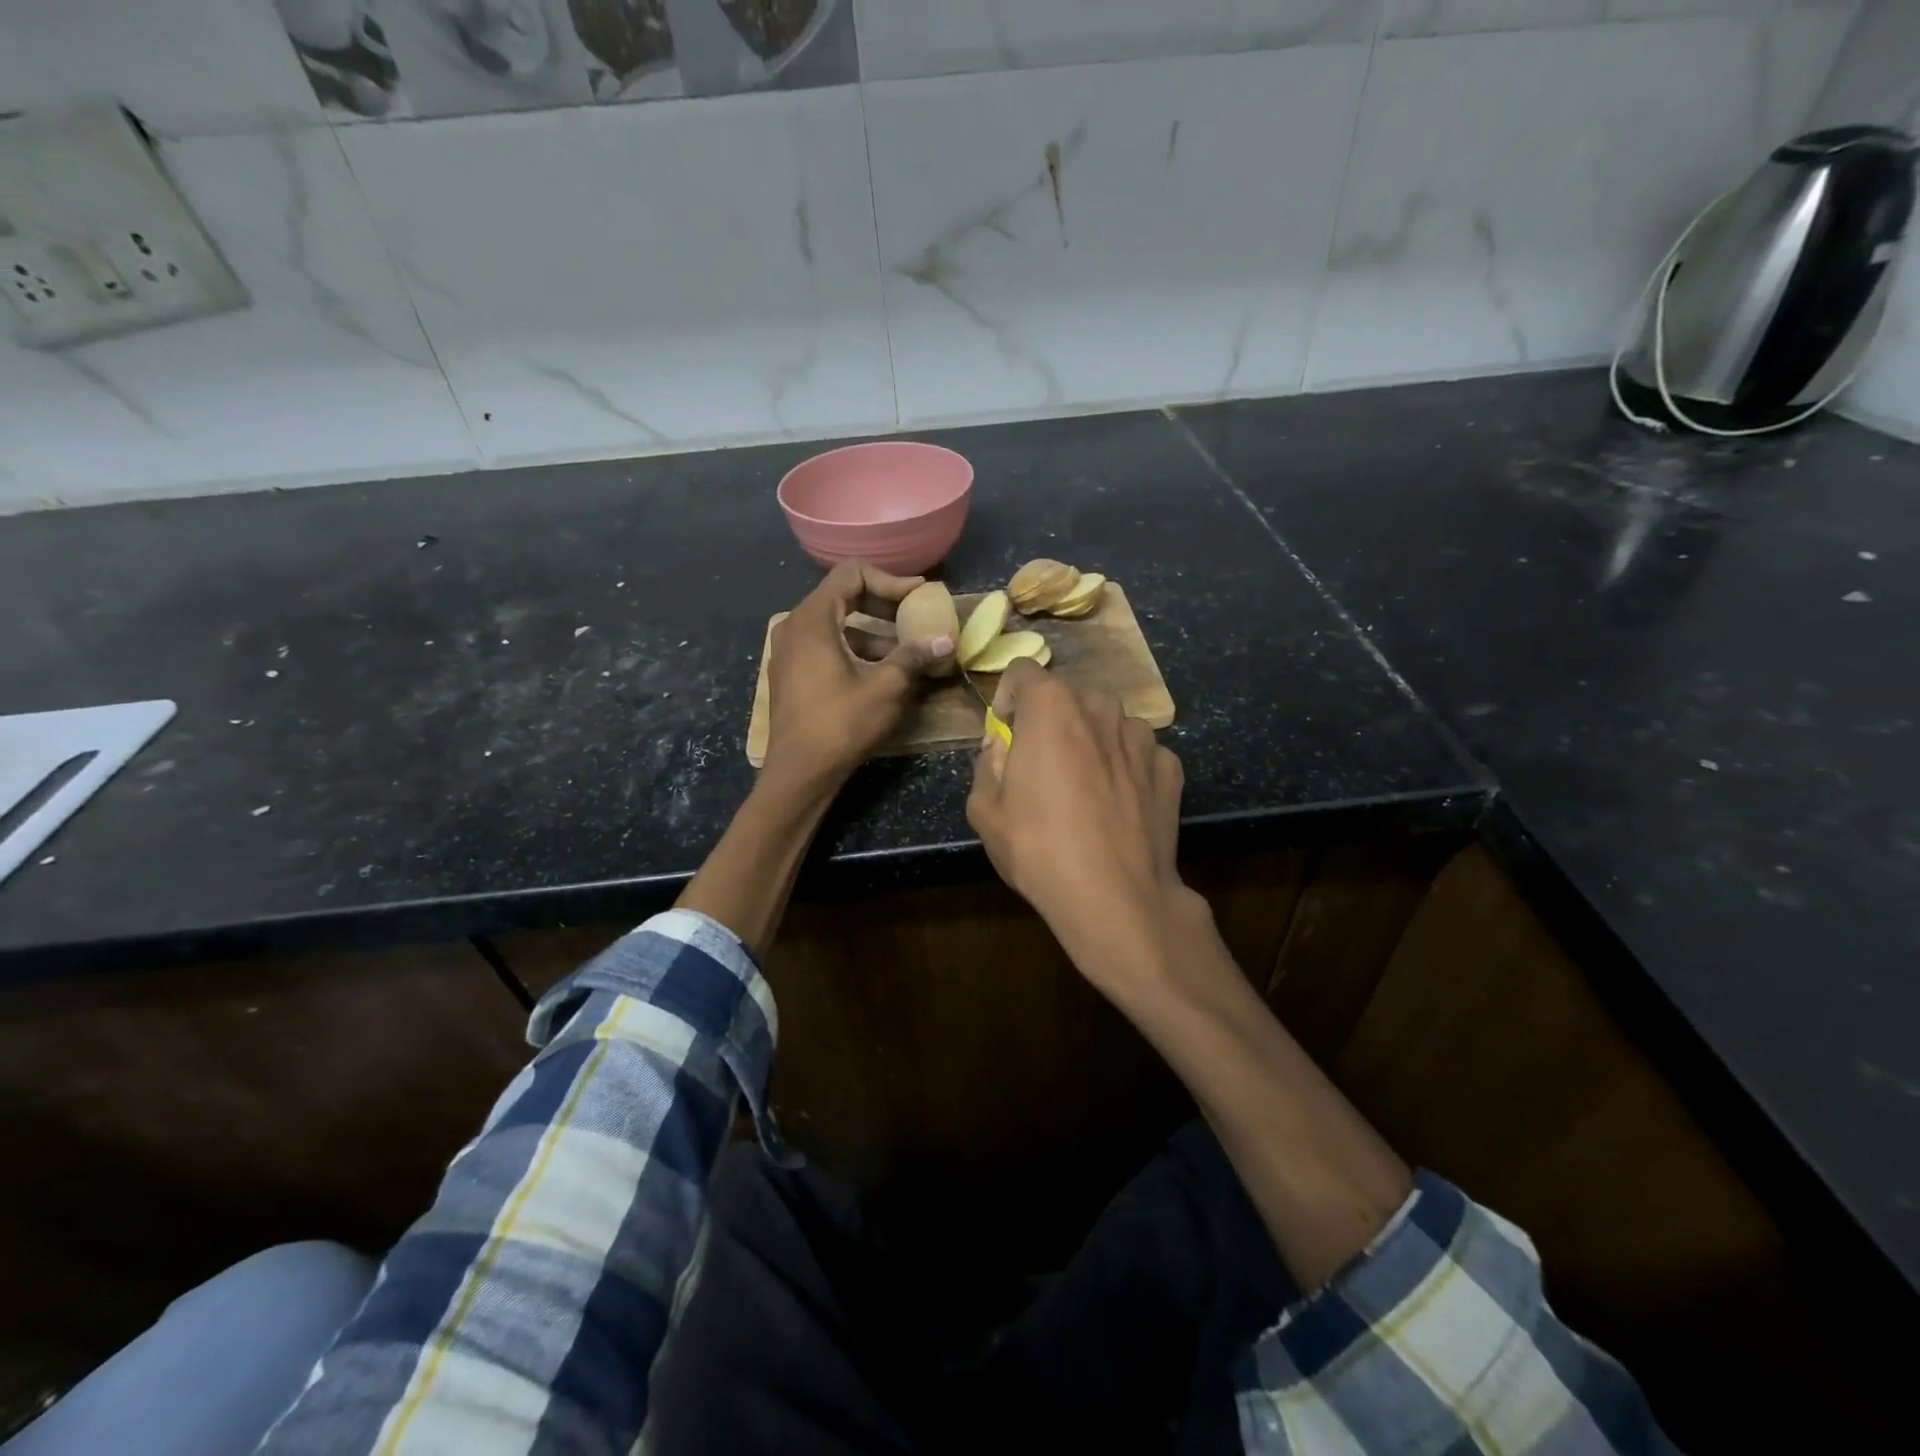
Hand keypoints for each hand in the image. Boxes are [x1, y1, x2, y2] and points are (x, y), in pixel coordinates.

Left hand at [764, 560, 953, 786]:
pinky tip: (880, 671)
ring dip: (872, 631)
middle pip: (842, 595)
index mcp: (813, 619)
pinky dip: (854, 649)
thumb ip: (915, 656)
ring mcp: (788, 651)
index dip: (890, 580)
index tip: (918, 596)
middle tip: (914, 617)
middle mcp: (795, 626)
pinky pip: (825, 645)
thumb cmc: (841, 724)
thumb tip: (946, 640)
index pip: (852, 574)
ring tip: (904, 651)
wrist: (800, 772)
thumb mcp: (886, 688)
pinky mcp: (791, 673)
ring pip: (836, 624)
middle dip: (883, 604)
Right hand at [966, 663, 1198, 995]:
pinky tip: (1118, 806)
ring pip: (1108, 723)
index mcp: (1052, 707)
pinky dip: (1125, 768)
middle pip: (1068, 698)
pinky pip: (1139, 754)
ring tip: (1085, 787)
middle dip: (1051, 722)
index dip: (1008, 697)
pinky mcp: (1170, 767)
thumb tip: (999, 747)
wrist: (1116, 897)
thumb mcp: (985, 811)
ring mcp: (1142, 736)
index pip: (1023, 672)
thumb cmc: (1039, 849)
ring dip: (1092, 741)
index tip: (1005, 731)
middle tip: (1042, 765)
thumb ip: (987, 765)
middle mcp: (1101, 707)